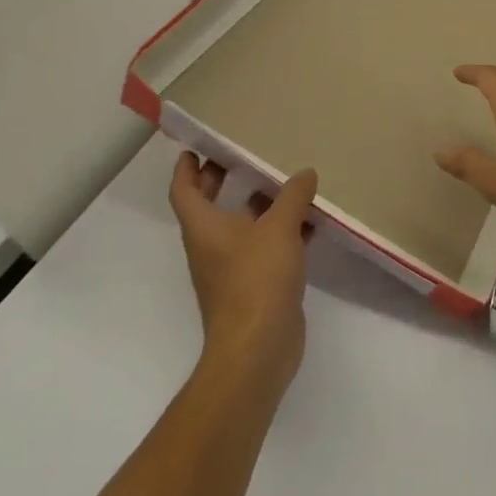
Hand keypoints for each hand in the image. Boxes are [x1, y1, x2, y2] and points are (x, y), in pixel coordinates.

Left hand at [169, 153, 316, 399]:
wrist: (258, 348)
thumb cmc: (256, 279)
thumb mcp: (279, 227)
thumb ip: (293, 196)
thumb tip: (305, 173)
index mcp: (205, 228)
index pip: (184, 191)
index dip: (186, 168)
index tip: (194, 148)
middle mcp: (212, 245)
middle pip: (210, 206)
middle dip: (221, 180)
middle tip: (241, 155)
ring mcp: (232, 268)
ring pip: (242, 226)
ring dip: (258, 204)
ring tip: (285, 180)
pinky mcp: (255, 285)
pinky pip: (265, 246)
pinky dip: (282, 230)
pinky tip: (310, 221)